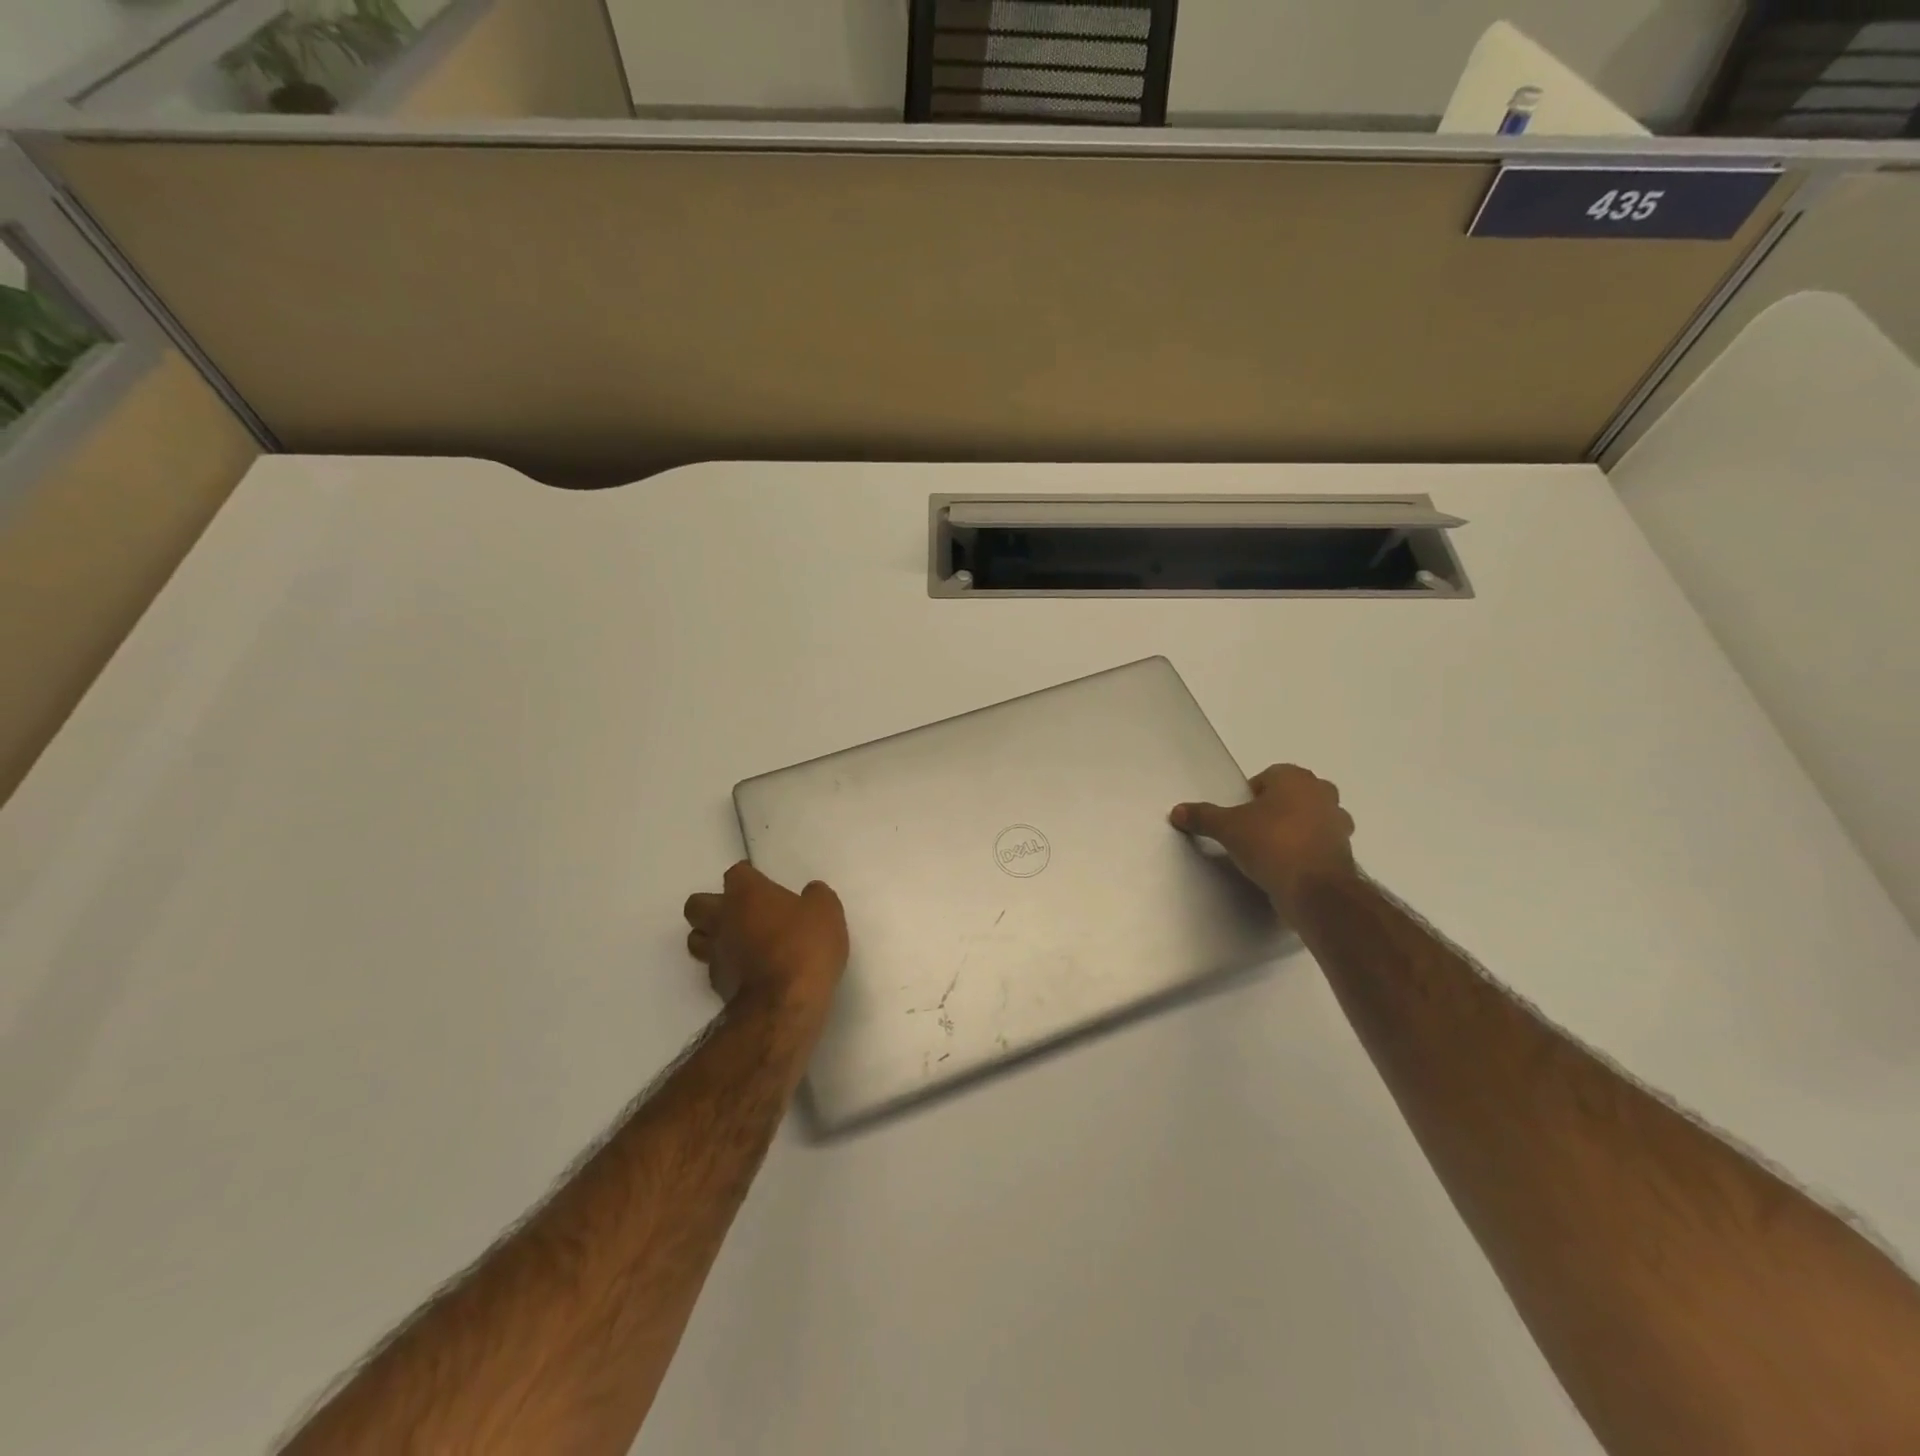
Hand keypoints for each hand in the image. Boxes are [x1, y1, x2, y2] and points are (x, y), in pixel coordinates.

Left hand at [683, 862, 848, 1020]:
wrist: (785, 1003)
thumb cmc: (804, 946)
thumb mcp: (826, 912)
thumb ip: (816, 896)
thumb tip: (810, 893)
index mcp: (747, 894)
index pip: (736, 873)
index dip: (748, 876)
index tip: (761, 882)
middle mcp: (723, 919)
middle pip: (697, 904)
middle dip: (713, 905)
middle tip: (739, 911)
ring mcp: (716, 953)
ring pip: (696, 937)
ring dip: (711, 936)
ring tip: (736, 941)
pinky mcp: (717, 984)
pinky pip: (713, 967)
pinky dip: (726, 965)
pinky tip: (746, 970)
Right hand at [1171, 764, 1358, 911]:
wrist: (1315, 890)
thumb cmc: (1271, 844)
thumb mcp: (1227, 828)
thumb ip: (1203, 816)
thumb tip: (1177, 811)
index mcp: (1295, 778)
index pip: (1268, 777)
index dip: (1250, 796)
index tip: (1238, 817)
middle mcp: (1322, 793)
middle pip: (1291, 796)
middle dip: (1275, 809)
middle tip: (1253, 831)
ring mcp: (1339, 823)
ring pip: (1310, 819)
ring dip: (1294, 830)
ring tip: (1270, 852)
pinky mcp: (1345, 851)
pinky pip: (1319, 844)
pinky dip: (1306, 851)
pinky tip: (1287, 868)